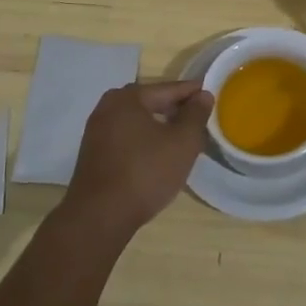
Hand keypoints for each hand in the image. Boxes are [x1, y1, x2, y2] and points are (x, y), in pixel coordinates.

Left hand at [61, 80, 213, 241]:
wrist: (100, 217)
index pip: (168, 89)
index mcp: (127, 97)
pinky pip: (126, 138)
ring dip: (160, 127)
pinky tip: (158, 156)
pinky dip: (144, 141)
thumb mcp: (182, 142)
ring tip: (182, 140)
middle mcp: (107, 107)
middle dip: (176, 110)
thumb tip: (203, 95)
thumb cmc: (145, 173)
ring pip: (138, 122)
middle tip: (199, 120)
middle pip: (151, 103)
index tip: (212, 96)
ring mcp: (96, 131)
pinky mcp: (93, 154)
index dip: (192, 93)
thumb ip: (196, 115)